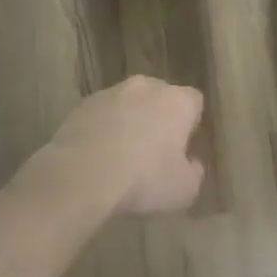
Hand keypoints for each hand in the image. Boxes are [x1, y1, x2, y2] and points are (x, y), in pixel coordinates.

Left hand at [41, 76, 206, 215]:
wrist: (81, 174)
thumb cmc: (143, 179)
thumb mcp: (184, 190)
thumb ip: (195, 172)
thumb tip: (193, 164)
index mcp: (177, 101)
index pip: (194, 102)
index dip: (191, 124)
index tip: (184, 148)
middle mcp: (147, 87)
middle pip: (160, 97)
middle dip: (159, 118)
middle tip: (154, 152)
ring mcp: (111, 92)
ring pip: (128, 104)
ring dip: (129, 121)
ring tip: (121, 156)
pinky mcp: (83, 104)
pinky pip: (102, 114)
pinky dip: (103, 129)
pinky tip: (97, 156)